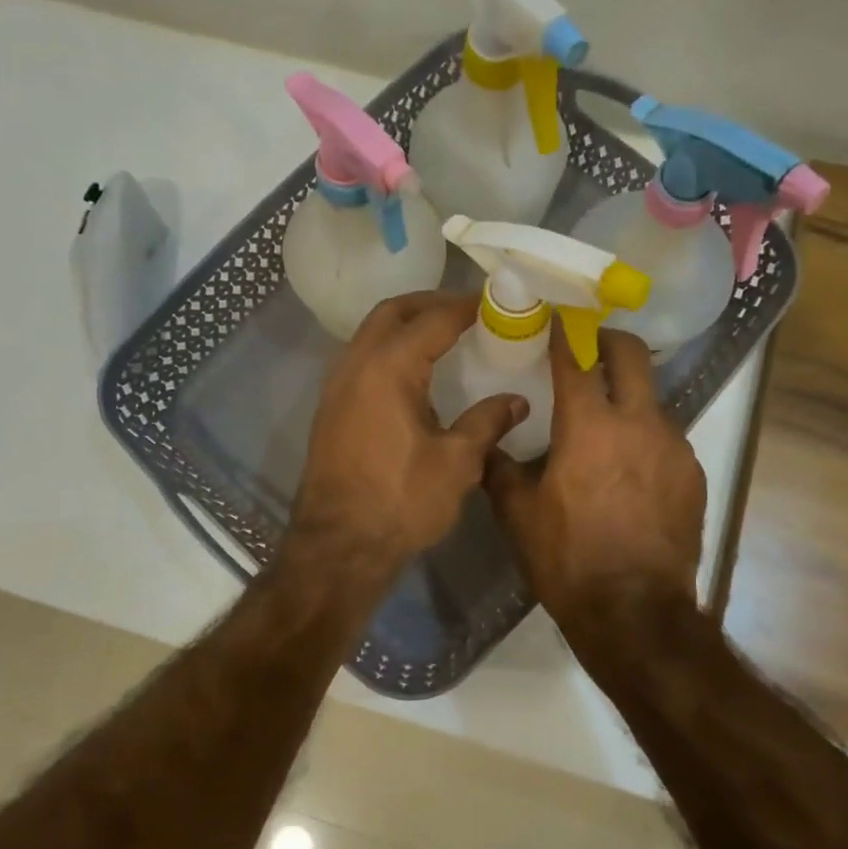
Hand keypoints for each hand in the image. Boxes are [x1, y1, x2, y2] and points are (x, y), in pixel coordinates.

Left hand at [290, 292, 526, 573]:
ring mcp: (337, 386)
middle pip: (392, 313)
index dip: (466, 307)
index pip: (433, 319)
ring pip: (371, 334)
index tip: (496, 302)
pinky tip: (415, 375)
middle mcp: (356, 365)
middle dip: (430, 304)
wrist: (338, 546)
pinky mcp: (331, 409)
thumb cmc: (401, 501)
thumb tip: (516, 401)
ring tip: (444, 337)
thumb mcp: (457, 462)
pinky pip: (362, 360)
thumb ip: (487, 422)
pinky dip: (389, 351)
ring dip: (406, 326)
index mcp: (389, 368)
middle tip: (467, 310)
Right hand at [486, 323, 704, 624]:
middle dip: (608, 339)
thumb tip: (489, 442)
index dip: (563, 331)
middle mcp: (638, 423)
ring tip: (605, 422)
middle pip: (631, 355)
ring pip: (651, 398)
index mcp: (589, 426)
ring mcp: (674, 447)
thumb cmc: (567, 559)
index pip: (575, 358)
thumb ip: (500, 467)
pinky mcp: (693, 474)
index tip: (556, 315)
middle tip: (589, 344)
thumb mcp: (517, 514)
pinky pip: (666, 438)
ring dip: (627, 395)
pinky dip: (645, 437)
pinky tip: (629, 468)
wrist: (634, 612)